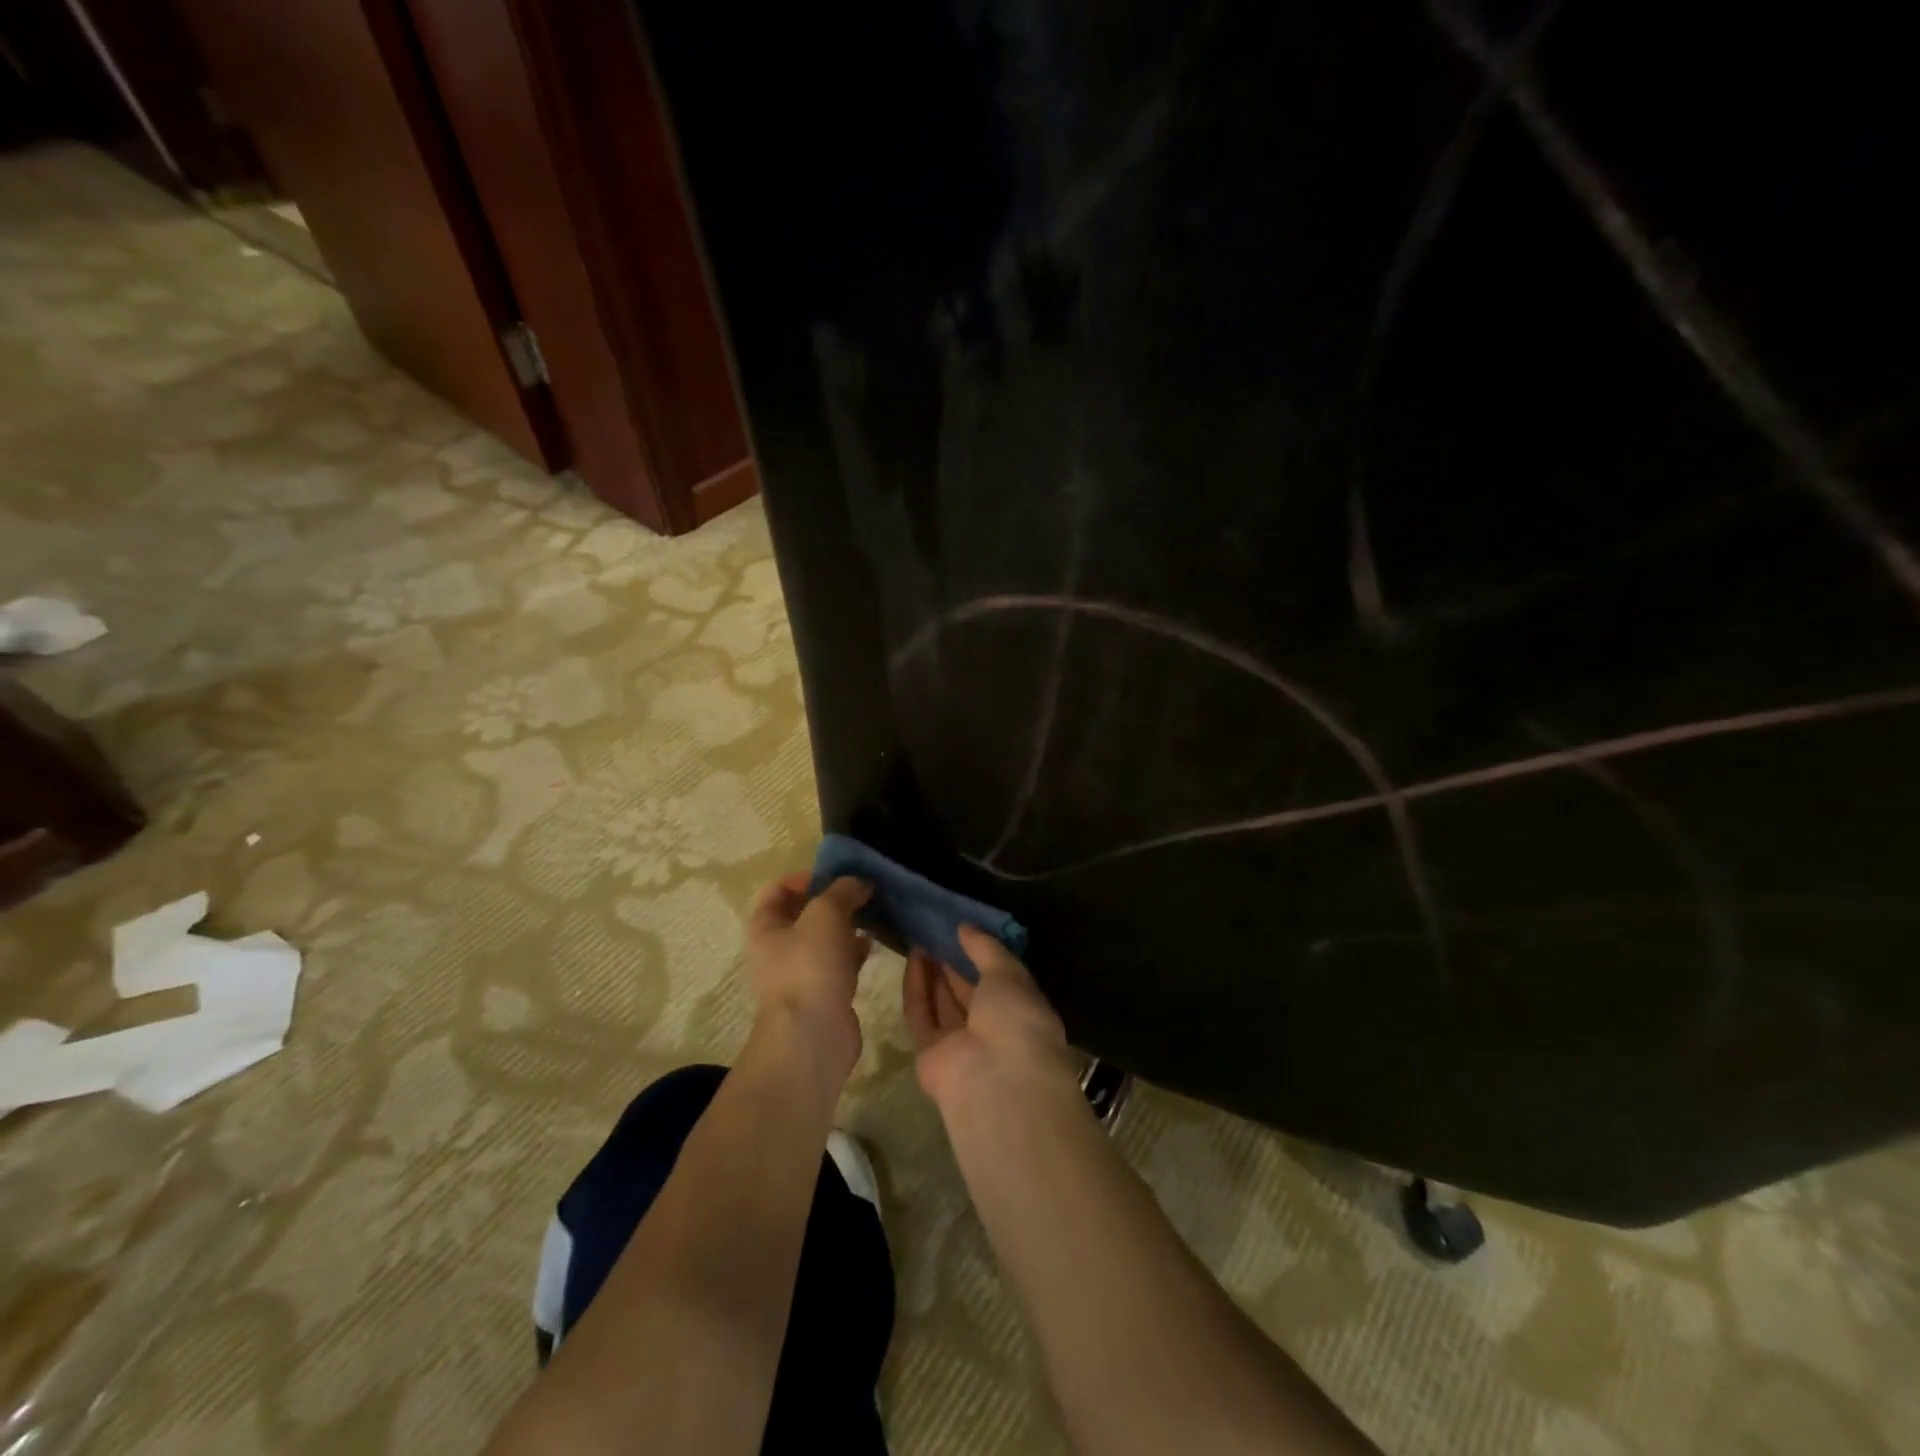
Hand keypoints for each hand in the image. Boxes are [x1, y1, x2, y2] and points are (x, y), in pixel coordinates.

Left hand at [745, 873, 872, 1076]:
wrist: (813, 1036)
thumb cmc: (809, 967)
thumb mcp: (825, 914)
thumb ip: (842, 891)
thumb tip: (860, 882)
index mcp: (765, 926)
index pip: (778, 888)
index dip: (805, 877)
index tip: (837, 876)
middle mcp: (777, 948)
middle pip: (804, 912)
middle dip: (834, 900)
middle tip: (863, 893)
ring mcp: (800, 972)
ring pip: (825, 938)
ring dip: (848, 925)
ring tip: (873, 914)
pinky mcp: (823, 992)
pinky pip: (839, 962)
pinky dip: (854, 950)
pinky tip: (873, 944)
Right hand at [903, 925, 1074, 1109]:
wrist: (996, 1081)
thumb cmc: (1016, 1020)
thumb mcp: (1009, 974)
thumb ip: (986, 948)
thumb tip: (965, 927)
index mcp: (1020, 1012)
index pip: (999, 980)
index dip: (980, 955)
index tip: (962, 929)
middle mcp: (991, 1029)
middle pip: (967, 992)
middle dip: (952, 963)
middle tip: (935, 930)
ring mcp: (960, 1044)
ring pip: (942, 1002)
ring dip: (932, 972)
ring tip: (920, 937)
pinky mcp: (929, 1053)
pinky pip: (921, 1014)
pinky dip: (916, 987)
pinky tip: (913, 956)